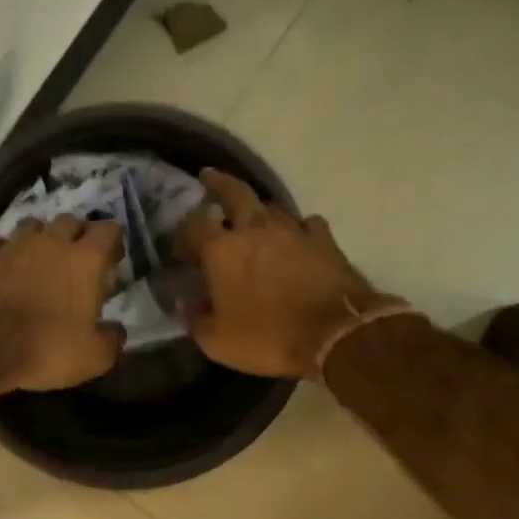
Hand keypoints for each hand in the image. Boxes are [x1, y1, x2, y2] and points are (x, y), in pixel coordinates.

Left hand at [0, 214, 125, 394]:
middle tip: (77, 260)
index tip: (112, 260)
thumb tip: (116, 330)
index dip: (113, 241)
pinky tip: (5, 268)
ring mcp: (14, 244)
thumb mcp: (93, 357)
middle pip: (71, 221)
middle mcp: (51, 242)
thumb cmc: (44, 347)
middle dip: (78, 235)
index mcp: (86, 260)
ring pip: (34, 225)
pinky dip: (6, 251)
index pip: (109, 230)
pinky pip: (0, 242)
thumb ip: (112, 340)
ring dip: (41, 238)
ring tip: (41, 259)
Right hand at [174, 169, 402, 378]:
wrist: (336, 335)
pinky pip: (306, 224)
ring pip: (270, 207)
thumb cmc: (268, 337)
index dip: (183, 232)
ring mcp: (293, 230)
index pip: (193, 224)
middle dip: (218, 183)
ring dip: (257, 211)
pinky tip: (296, 240)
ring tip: (252, 221)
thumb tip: (183, 303)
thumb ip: (194, 318)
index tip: (182, 249)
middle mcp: (255, 229)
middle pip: (234, 192)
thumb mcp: (216, 341)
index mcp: (222, 249)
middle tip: (209, 177)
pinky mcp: (325, 240)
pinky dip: (297, 229)